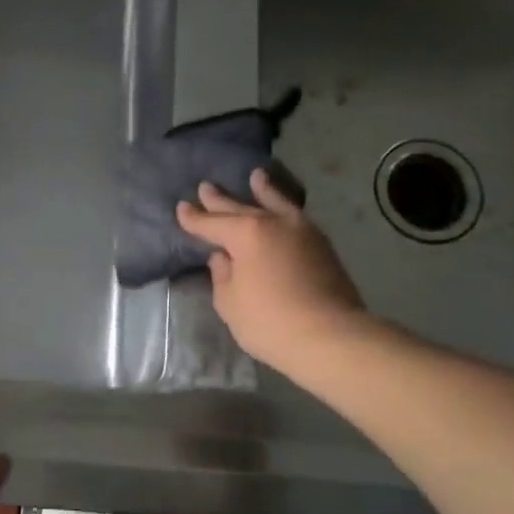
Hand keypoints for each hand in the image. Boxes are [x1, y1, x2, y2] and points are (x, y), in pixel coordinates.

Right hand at [176, 169, 368, 376]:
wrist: (331, 336)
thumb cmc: (270, 321)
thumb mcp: (230, 303)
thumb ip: (222, 276)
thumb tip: (223, 258)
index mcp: (246, 234)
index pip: (211, 223)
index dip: (194, 218)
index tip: (181, 208)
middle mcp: (273, 223)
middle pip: (241, 207)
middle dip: (220, 199)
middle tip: (205, 187)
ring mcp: (302, 231)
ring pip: (276, 203)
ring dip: (263, 190)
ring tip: (256, 176)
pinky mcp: (322, 245)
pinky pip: (294, 215)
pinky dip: (283, 206)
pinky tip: (282, 208)